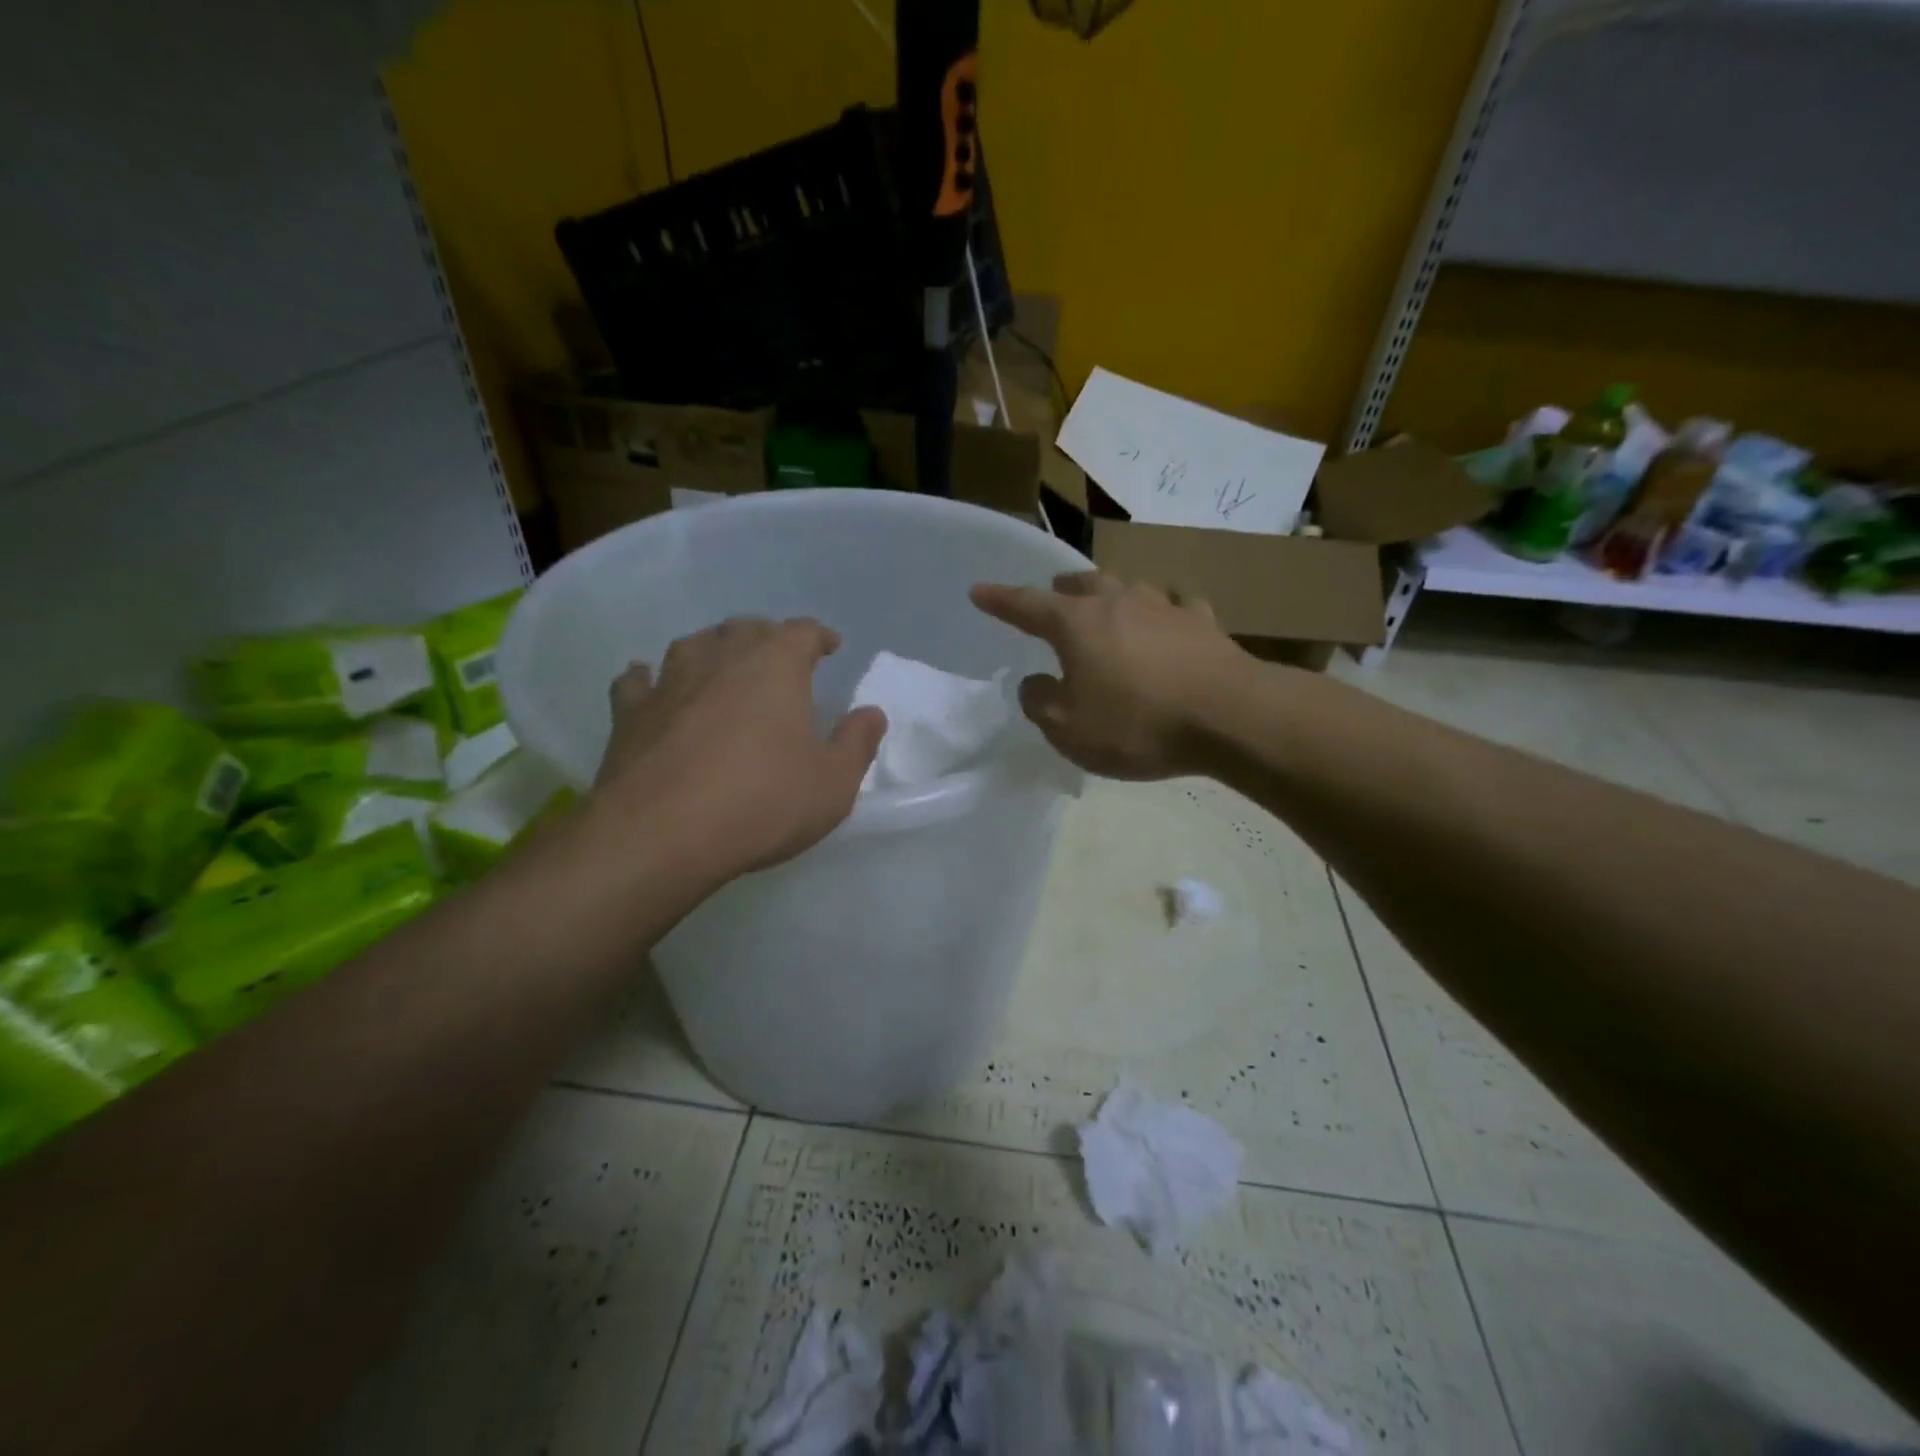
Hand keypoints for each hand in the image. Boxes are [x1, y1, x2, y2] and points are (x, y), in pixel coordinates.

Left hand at [591, 618, 885, 877]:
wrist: (662, 834)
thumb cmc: (762, 803)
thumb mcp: (833, 783)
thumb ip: (857, 743)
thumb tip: (871, 713)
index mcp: (776, 666)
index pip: (802, 632)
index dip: (818, 636)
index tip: (829, 646)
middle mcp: (721, 659)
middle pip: (746, 628)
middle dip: (766, 637)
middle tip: (778, 658)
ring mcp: (670, 682)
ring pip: (693, 645)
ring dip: (712, 648)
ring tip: (721, 663)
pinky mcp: (629, 714)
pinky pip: (637, 682)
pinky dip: (647, 678)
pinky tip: (647, 682)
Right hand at [970, 572, 1248, 779]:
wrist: (1230, 716)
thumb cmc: (1137, 723)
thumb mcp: (1068, 728)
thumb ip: (1040, 702)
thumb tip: (1035, 682)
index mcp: (1076, 624)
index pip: (1026, 605)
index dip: (999, 599)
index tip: (978, 591)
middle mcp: (1117, 602)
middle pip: (1081, 584)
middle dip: (1060, 590)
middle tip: (1052, 598)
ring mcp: (1164, 607)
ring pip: (1127, 588)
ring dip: (1110, 596)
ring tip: (1107, 608)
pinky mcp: (1203, 622)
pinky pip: (1174, 606)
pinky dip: (1162, 612)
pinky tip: (1168, 620)